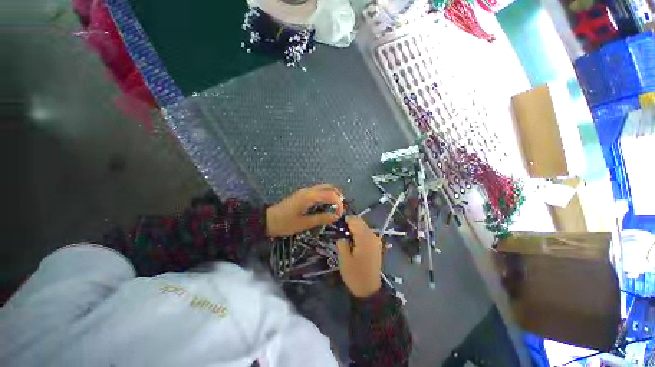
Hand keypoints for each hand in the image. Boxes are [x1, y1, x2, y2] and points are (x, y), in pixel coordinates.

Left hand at [266, 184, 344, 236]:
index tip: (340, 214)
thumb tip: (336, 216)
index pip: (331, 194)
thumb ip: (322, 218)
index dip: (339, 203)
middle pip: (329, 186)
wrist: (267, 219)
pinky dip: (326, 195)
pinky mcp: (303, 193)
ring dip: (332, 195)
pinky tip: (326, 205)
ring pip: (324, 187)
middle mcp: (309, 190)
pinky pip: (318, 190)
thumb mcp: (305, 224)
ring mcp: (305, 190)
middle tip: (340, 209)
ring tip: (335, 208)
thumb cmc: (285, 223)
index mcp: (309, 196)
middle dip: (338, 196)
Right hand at [336, 216, 381, 297]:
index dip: (345, 220)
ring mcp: (376, 240)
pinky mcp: (376, 244)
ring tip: (345, 235)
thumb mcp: (344, 260)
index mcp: (365, 239)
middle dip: (350, 223)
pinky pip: (366, 232)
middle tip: (339, 230)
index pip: (355, 221)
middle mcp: (372, 236)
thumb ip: (342, 243)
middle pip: (360, 222)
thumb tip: (342, 236)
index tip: (336, 224)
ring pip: (364, 226)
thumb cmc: (355, 275)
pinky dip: (359, 232)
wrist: (369, 289)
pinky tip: (353, 240)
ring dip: (354, 227)